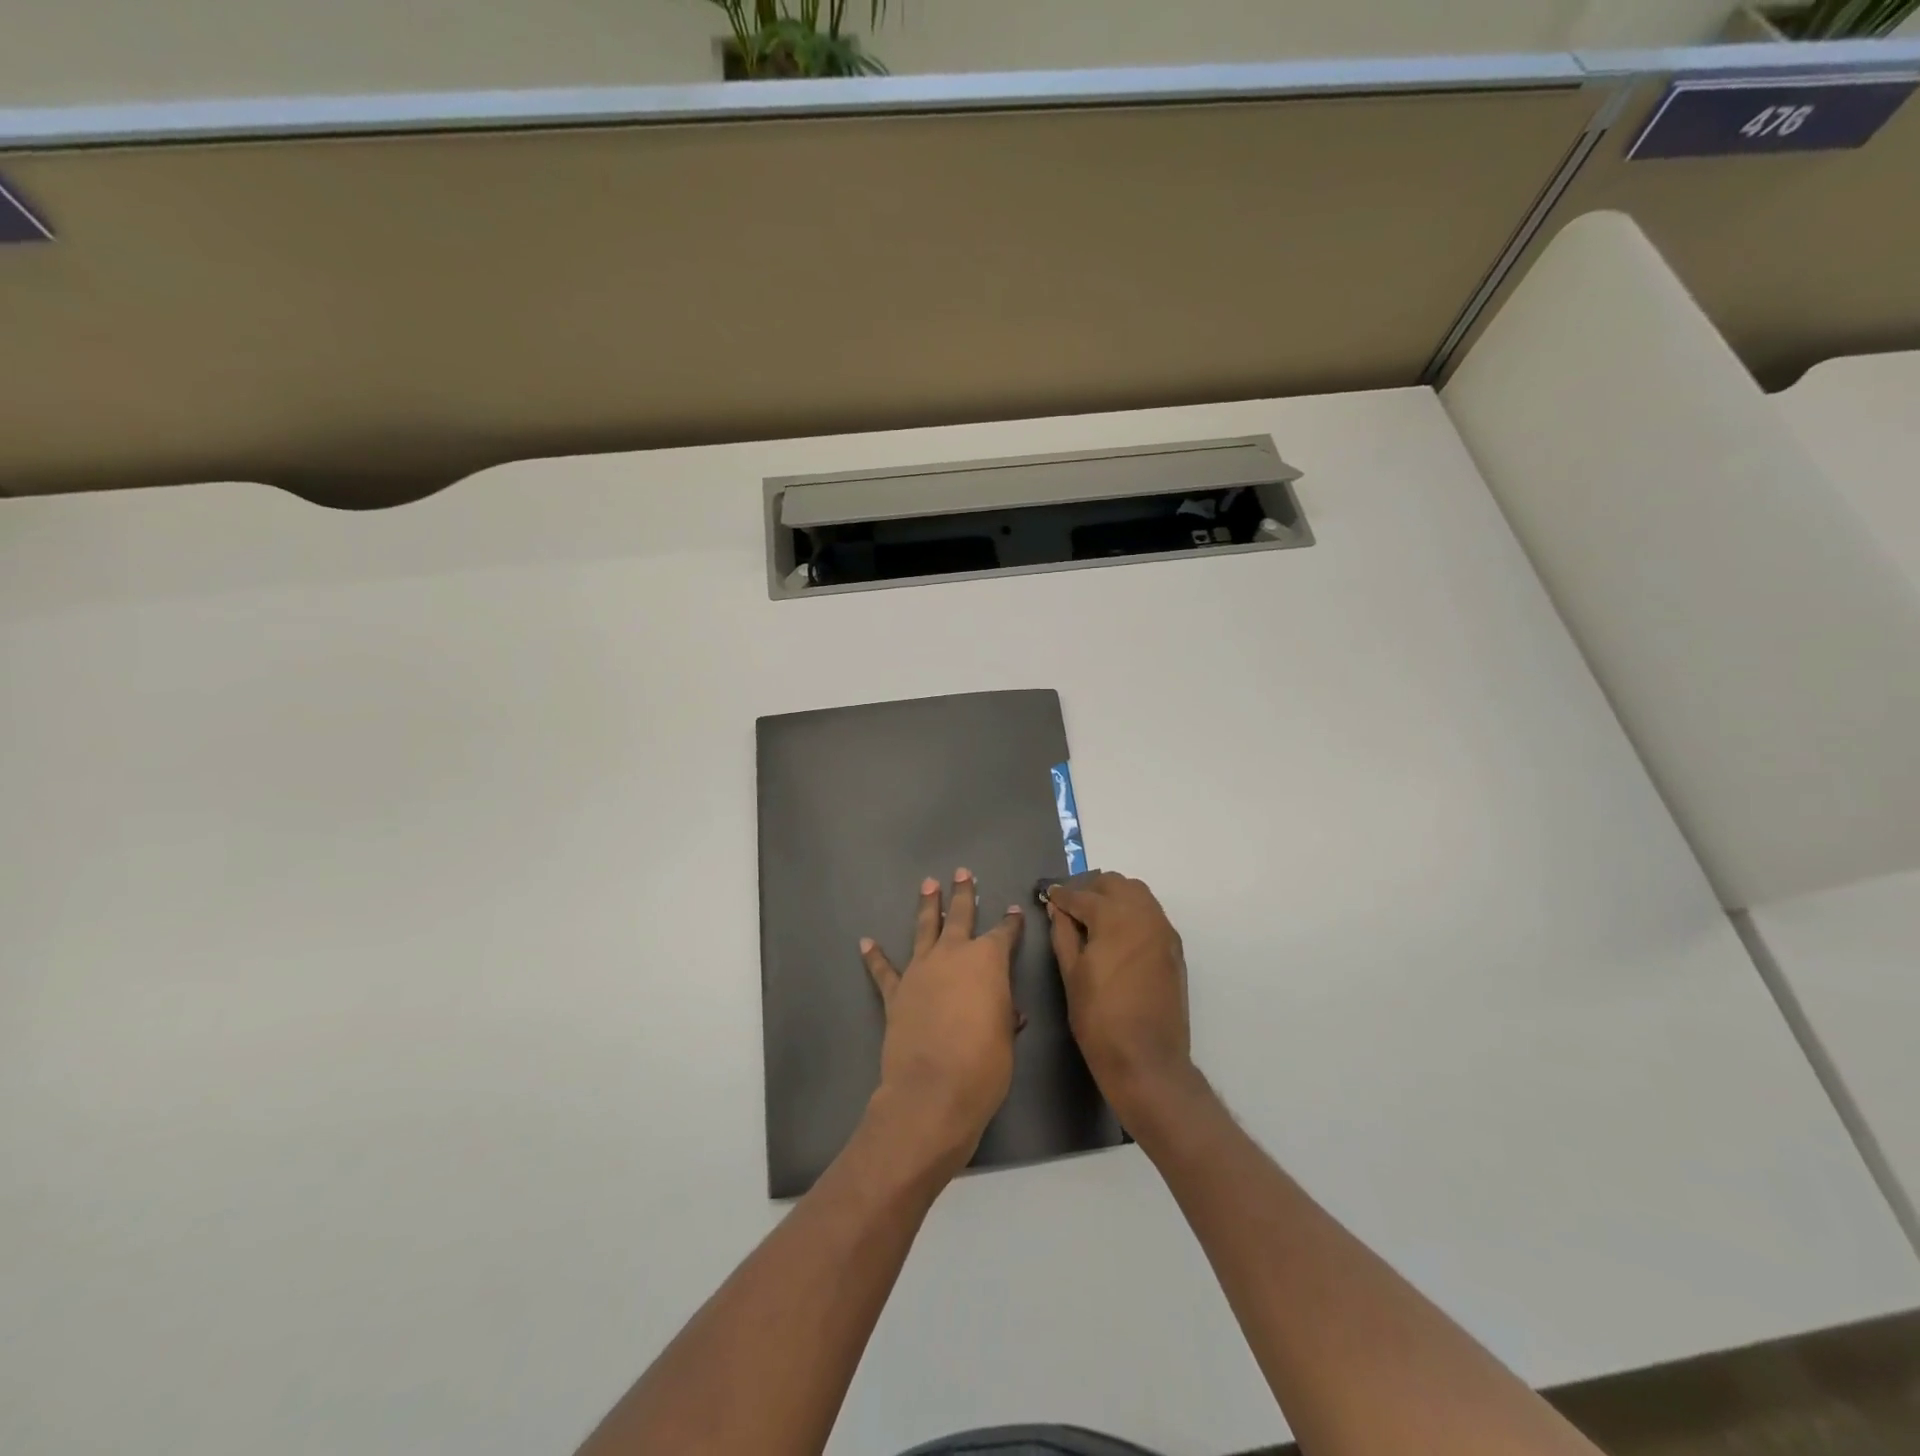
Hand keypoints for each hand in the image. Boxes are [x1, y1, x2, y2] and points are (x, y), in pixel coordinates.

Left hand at [860, 870, 1024, 1178]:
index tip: (1014, 911)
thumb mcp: (1006, 1038)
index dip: (1011, 923)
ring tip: (927, 885)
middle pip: (959, 916)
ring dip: (926, 907)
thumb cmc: (984, 1065)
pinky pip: (884, 970)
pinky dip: (875, 956)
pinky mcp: (896, 993)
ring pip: (924, 930)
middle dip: (962, 894)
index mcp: (988, 961)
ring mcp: (921, 971)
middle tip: (962, 872)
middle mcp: (953, 955)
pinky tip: (866, 941)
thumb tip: (1007, 1010)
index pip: (1003, 934)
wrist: (933, 1090)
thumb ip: (1004, 1015)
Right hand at [1047, 871, 1194, 1124]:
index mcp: (1114, 918)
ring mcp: (1163, 930)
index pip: (1082, 895)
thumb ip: (1063, 934)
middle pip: (1115, 883)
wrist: (1147, 1061)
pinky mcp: (1173, 948)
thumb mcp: (1071, 975)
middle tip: (1069, 905)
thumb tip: (1057, 908)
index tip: (1047, 896)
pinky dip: (1132, 911)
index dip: (1061, 895)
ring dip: (1114, 896)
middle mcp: (1143, 914)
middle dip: (1090, 888)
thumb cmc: (1100, 1019)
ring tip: (1092, 916)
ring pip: (1137, 894)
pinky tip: (1116, 933)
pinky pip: (1151, 914)